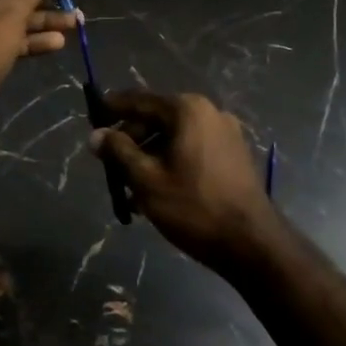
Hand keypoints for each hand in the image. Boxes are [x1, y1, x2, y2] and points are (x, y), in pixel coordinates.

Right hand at [90, 90, 275, 266]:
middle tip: (110, 164)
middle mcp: (208, 112)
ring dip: (149, 157)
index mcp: (187, 110)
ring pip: (174, 138)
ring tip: (130, 189)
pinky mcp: (234, 155)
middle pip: (157, 119)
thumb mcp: (146, 179)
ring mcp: (225, 134)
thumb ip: (118, 151)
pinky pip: (192, 150)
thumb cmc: (194, 207)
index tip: (92, 116)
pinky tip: (156, 193)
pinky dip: (171, 163)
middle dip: (131, 141)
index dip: (113, 108)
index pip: (139, 100)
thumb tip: (96, 135)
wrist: (253, 244)